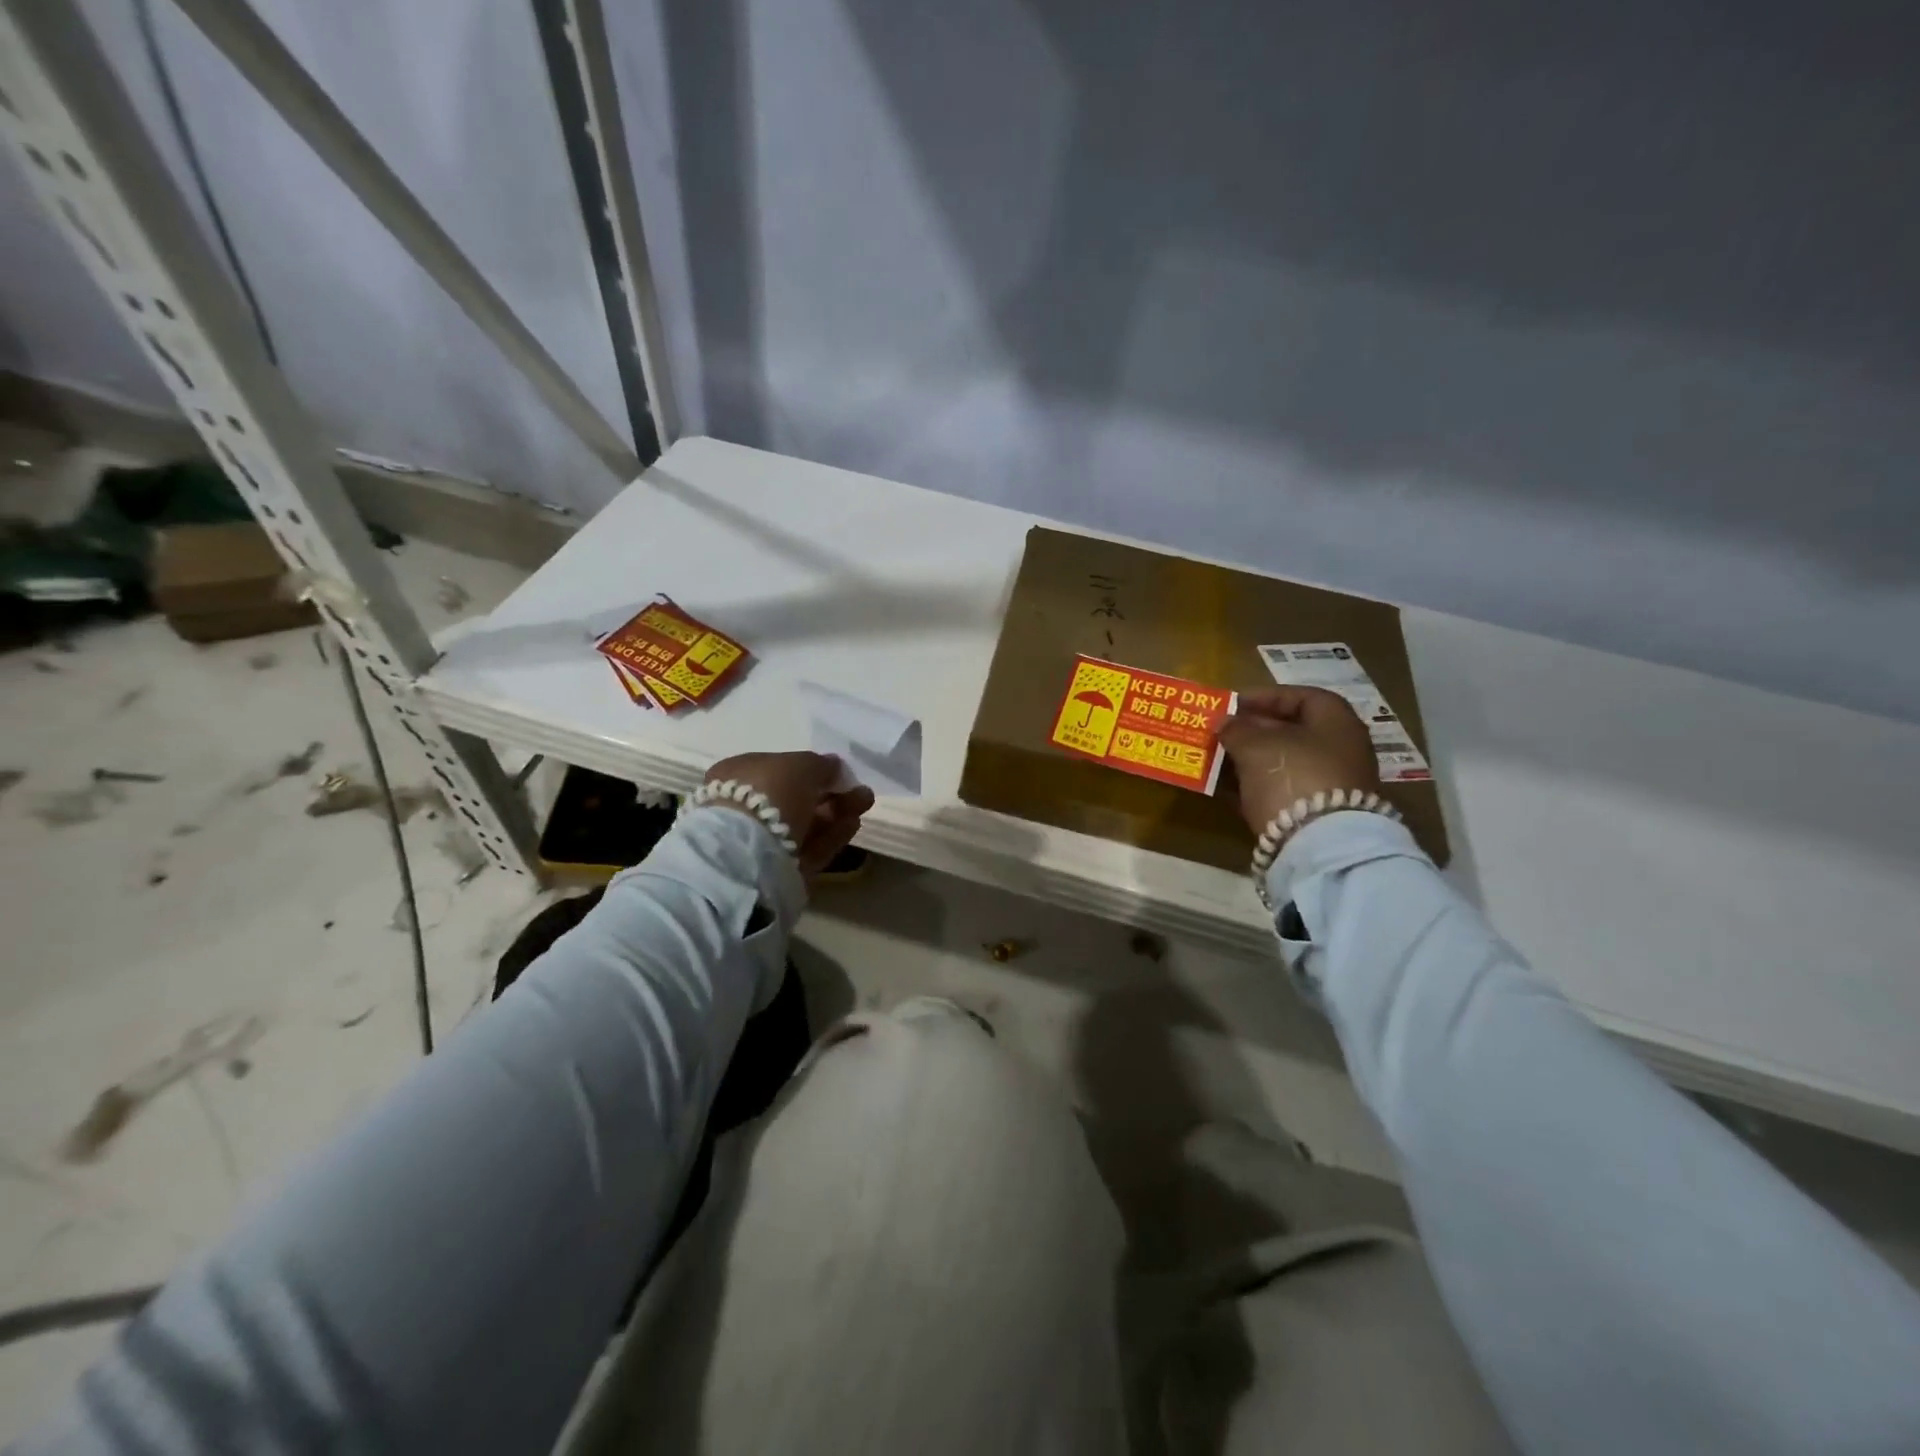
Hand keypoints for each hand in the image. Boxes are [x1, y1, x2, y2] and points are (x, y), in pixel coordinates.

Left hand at [704, 751, 874, 874]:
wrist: (749, 851)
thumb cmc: (769, 792)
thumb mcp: (801, 764)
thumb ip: (820, 764)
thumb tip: (833, 765)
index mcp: (739, 774)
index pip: (779, 768)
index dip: (811, 769)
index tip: (838, 772)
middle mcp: (745, 806)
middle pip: (796, 798)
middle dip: (830, 793)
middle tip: (860, 790)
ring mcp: (760, 840)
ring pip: (806, 823)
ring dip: (837, 812)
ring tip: (865, 803)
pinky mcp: (778, 867)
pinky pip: (810, 846)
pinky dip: (832, 835)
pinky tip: (854, 824)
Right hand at [1216, 687, 1379, 834]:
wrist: (1321, 844)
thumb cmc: (1293, 776)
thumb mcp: (1256, 745)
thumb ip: (1237, 729)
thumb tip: (1225, 722)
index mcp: (1336, 721)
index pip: (1301, 696)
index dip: (1265, 697)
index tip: (1233, 704)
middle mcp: (1341, 749)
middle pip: (1293, 731)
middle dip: (1254, 730)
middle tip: (1222, 732)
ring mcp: (1333, 784)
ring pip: (1285, 762)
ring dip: (1252, 759)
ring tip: (1219, 759)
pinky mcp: (1319, 814)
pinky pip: (1283, 790)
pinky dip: (1258, 786)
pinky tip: (1231, 788)